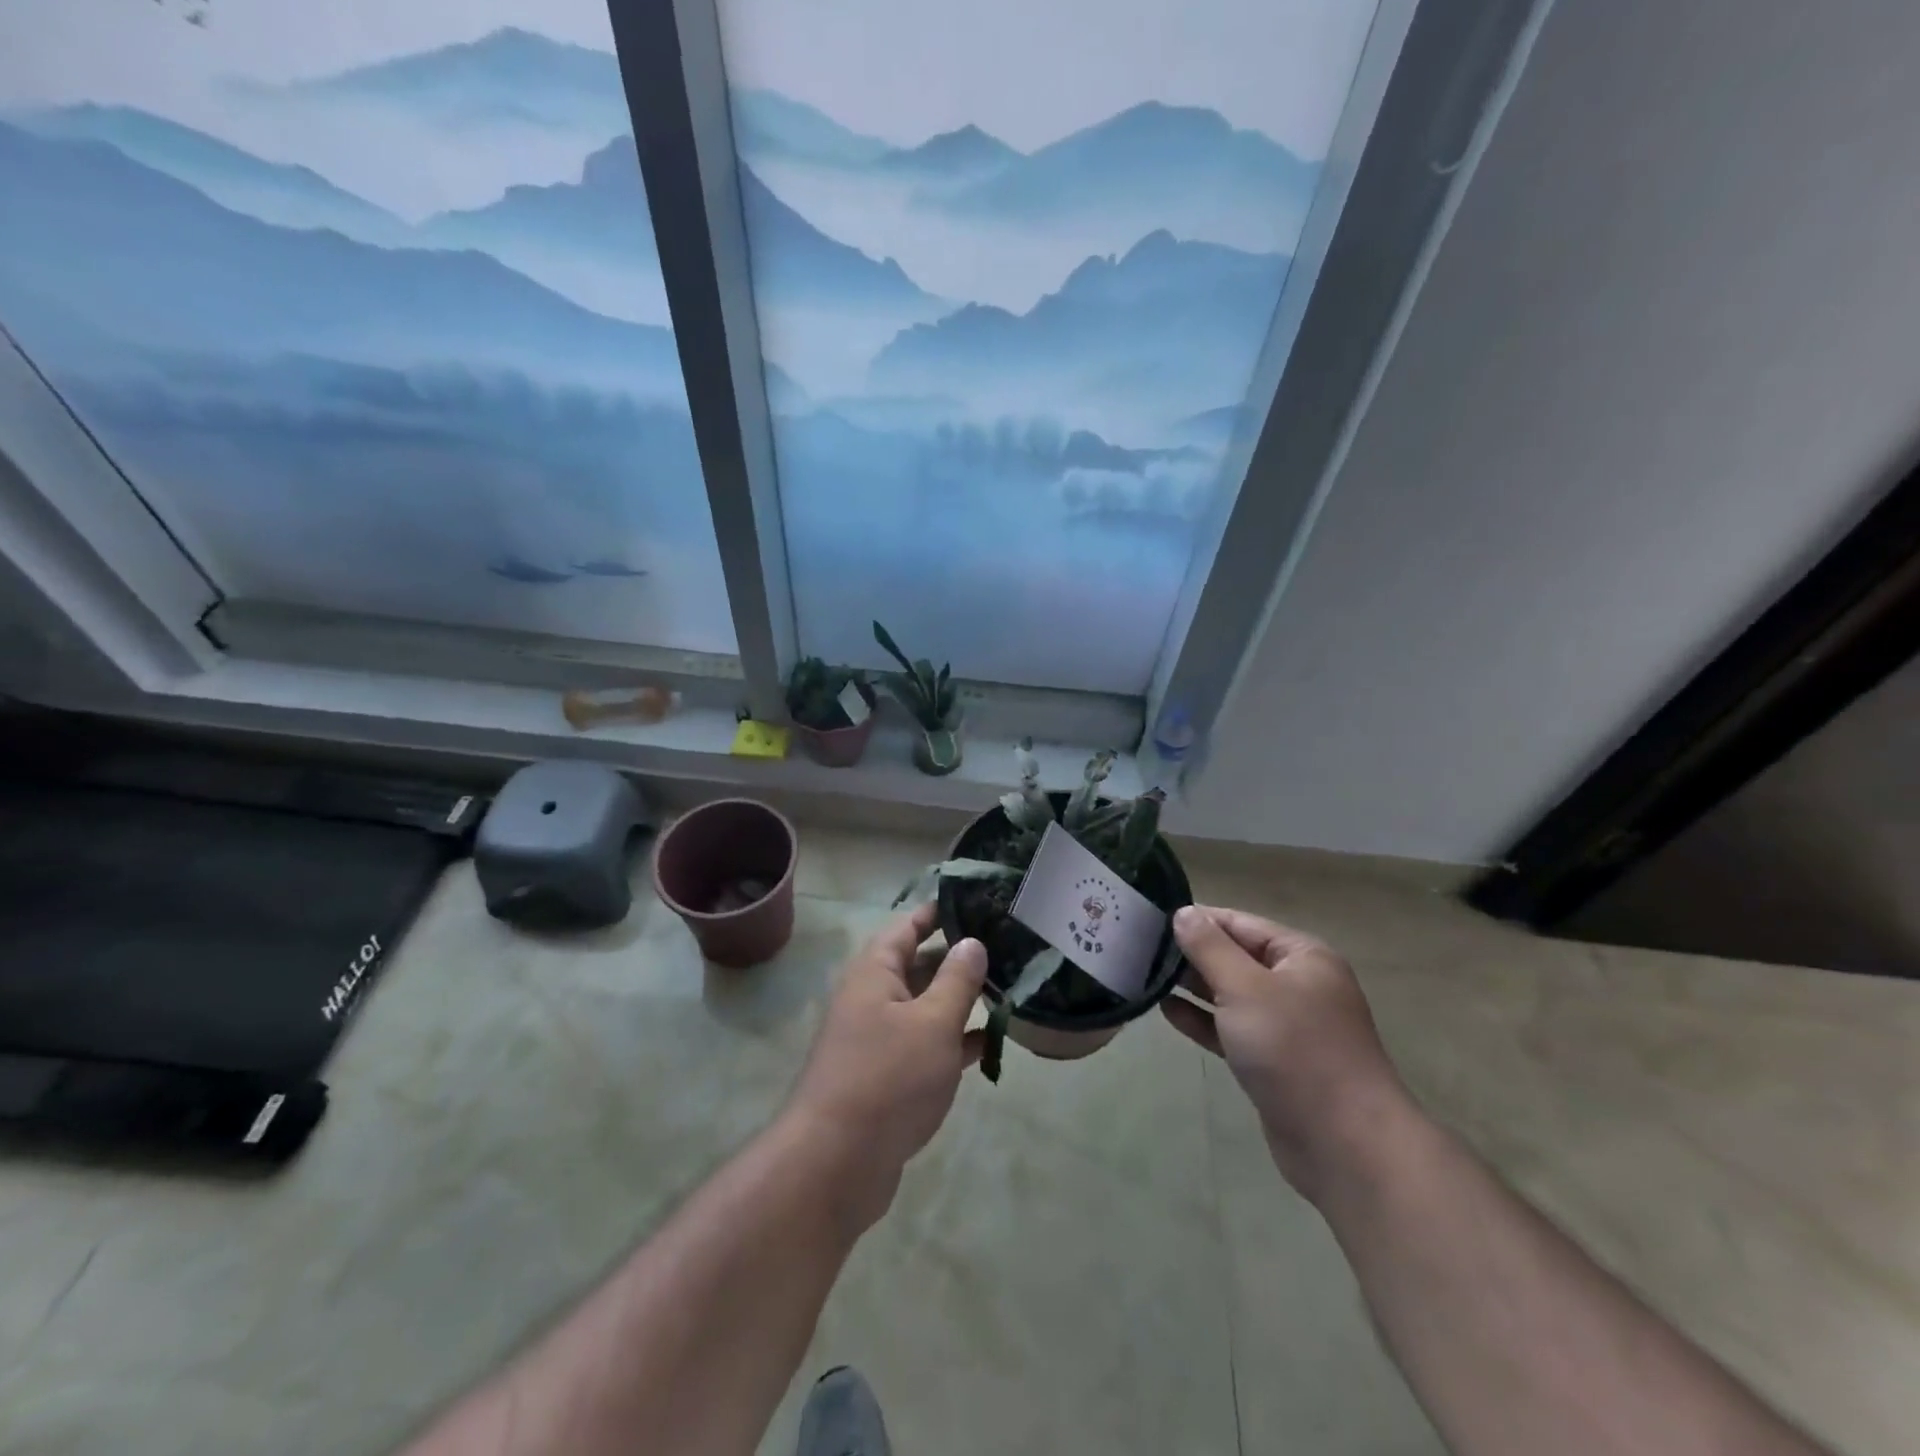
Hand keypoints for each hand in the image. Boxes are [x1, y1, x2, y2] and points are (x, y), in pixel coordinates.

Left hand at [784, 902, 986, 1228]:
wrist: (836, 1165)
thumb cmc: (888, 1078)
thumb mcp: (933, 1022)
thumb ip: (957, 979)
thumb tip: (972, 942)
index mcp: (875, 971)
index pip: (909, 925)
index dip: (941, 911)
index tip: (980, 901)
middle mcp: (874, 997)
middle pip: (920, 964)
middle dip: (960, 957)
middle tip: (1008, 947)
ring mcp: (880, 1038)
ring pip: (926, 1006)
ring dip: (962, 1001)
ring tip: (1010, 988)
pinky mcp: (889, 1076)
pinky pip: (927, 1045)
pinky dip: (955, 1042)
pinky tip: (992, 1043)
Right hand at [1163, 904, 1406, 1198]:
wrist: (1344, 1145)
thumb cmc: (1294, 1050)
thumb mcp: (1245, 988)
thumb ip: (1210, 948)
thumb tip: (1184, 913)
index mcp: (1302, 956)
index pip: (1240, 923)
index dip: (1198, 919)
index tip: (1151, 919)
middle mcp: (1298, 984)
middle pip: (1236, 956)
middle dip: (1192, 953)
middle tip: (1140, 947)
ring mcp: (1287, 1026)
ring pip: (1231, 994)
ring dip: (1194, 986)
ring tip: (1146, 974)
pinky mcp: (1273, 1061)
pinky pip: (1231, 1029)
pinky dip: (1203, 1020)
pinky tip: (1168, 1011)